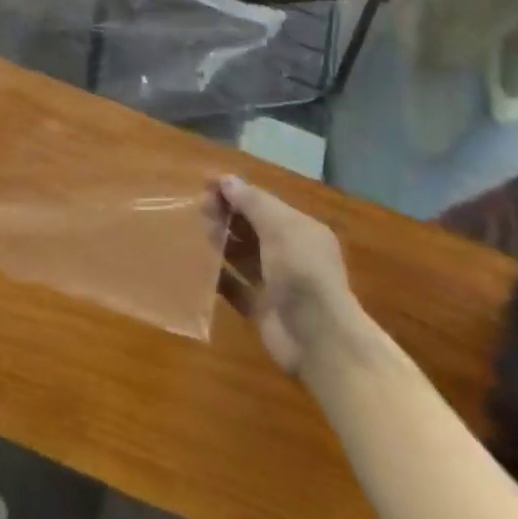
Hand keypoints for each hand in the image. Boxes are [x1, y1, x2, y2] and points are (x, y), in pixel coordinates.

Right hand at [207, 175, 370, 377]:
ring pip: (242, 255)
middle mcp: (289, 253)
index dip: (235, 192)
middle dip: (226, 215)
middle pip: (251, 227)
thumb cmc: (301, 271)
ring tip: (197, 235)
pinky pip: (235, 287)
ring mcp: (276, 283)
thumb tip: (226, 179)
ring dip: (221, 243)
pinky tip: (199, 268)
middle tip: (199, 210)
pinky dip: (219, 277)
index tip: (205, 185)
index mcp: (300, 230)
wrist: (319, 339)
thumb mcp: (279, 227)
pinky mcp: (262, 309)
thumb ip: (252, 202)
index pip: (263, 203)